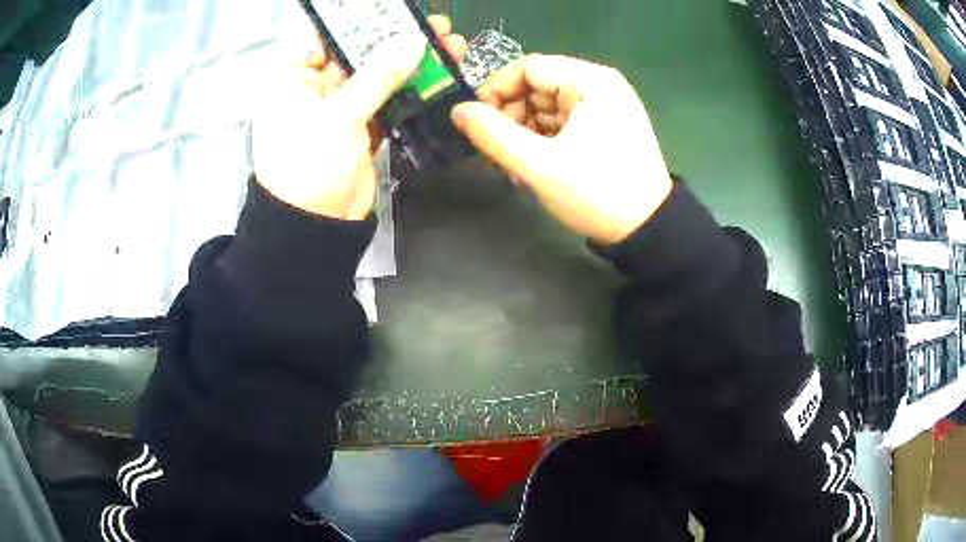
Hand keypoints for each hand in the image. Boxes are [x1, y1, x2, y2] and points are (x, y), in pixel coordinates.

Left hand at [252, 16, 468, 219]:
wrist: (316, 227)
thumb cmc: (309, 165)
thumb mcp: (337, 115)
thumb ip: (377, 76)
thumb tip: (414, 41)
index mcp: (293, 80)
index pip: (326, 38)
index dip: (360, 24)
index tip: (396, 13)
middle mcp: (315, 88)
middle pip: (358, 55)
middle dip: (395, 41)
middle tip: (433, 27)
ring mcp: (340, 108)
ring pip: (378, 77)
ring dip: (410, 64)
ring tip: (447, 46)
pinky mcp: (362, 127)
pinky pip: (388, 102)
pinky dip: (410, 92)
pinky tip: (438, 76)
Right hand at [451, 55, 672, 244]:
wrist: (648, 229)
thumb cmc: (596, 193)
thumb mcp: (538, 165)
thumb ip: (492, 135)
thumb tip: (458, 111)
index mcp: (589, 81)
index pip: (527, 67)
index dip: (495, 91)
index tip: (476, 124)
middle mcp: (599, 83)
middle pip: (537, 86)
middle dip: (510, 117)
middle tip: (496, 153)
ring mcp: (606, 104)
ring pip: (548, 106)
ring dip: (524, 132)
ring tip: (515, 168)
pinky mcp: (607, 124)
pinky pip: (564, 121)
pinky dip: (544, 139)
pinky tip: (534, 166)